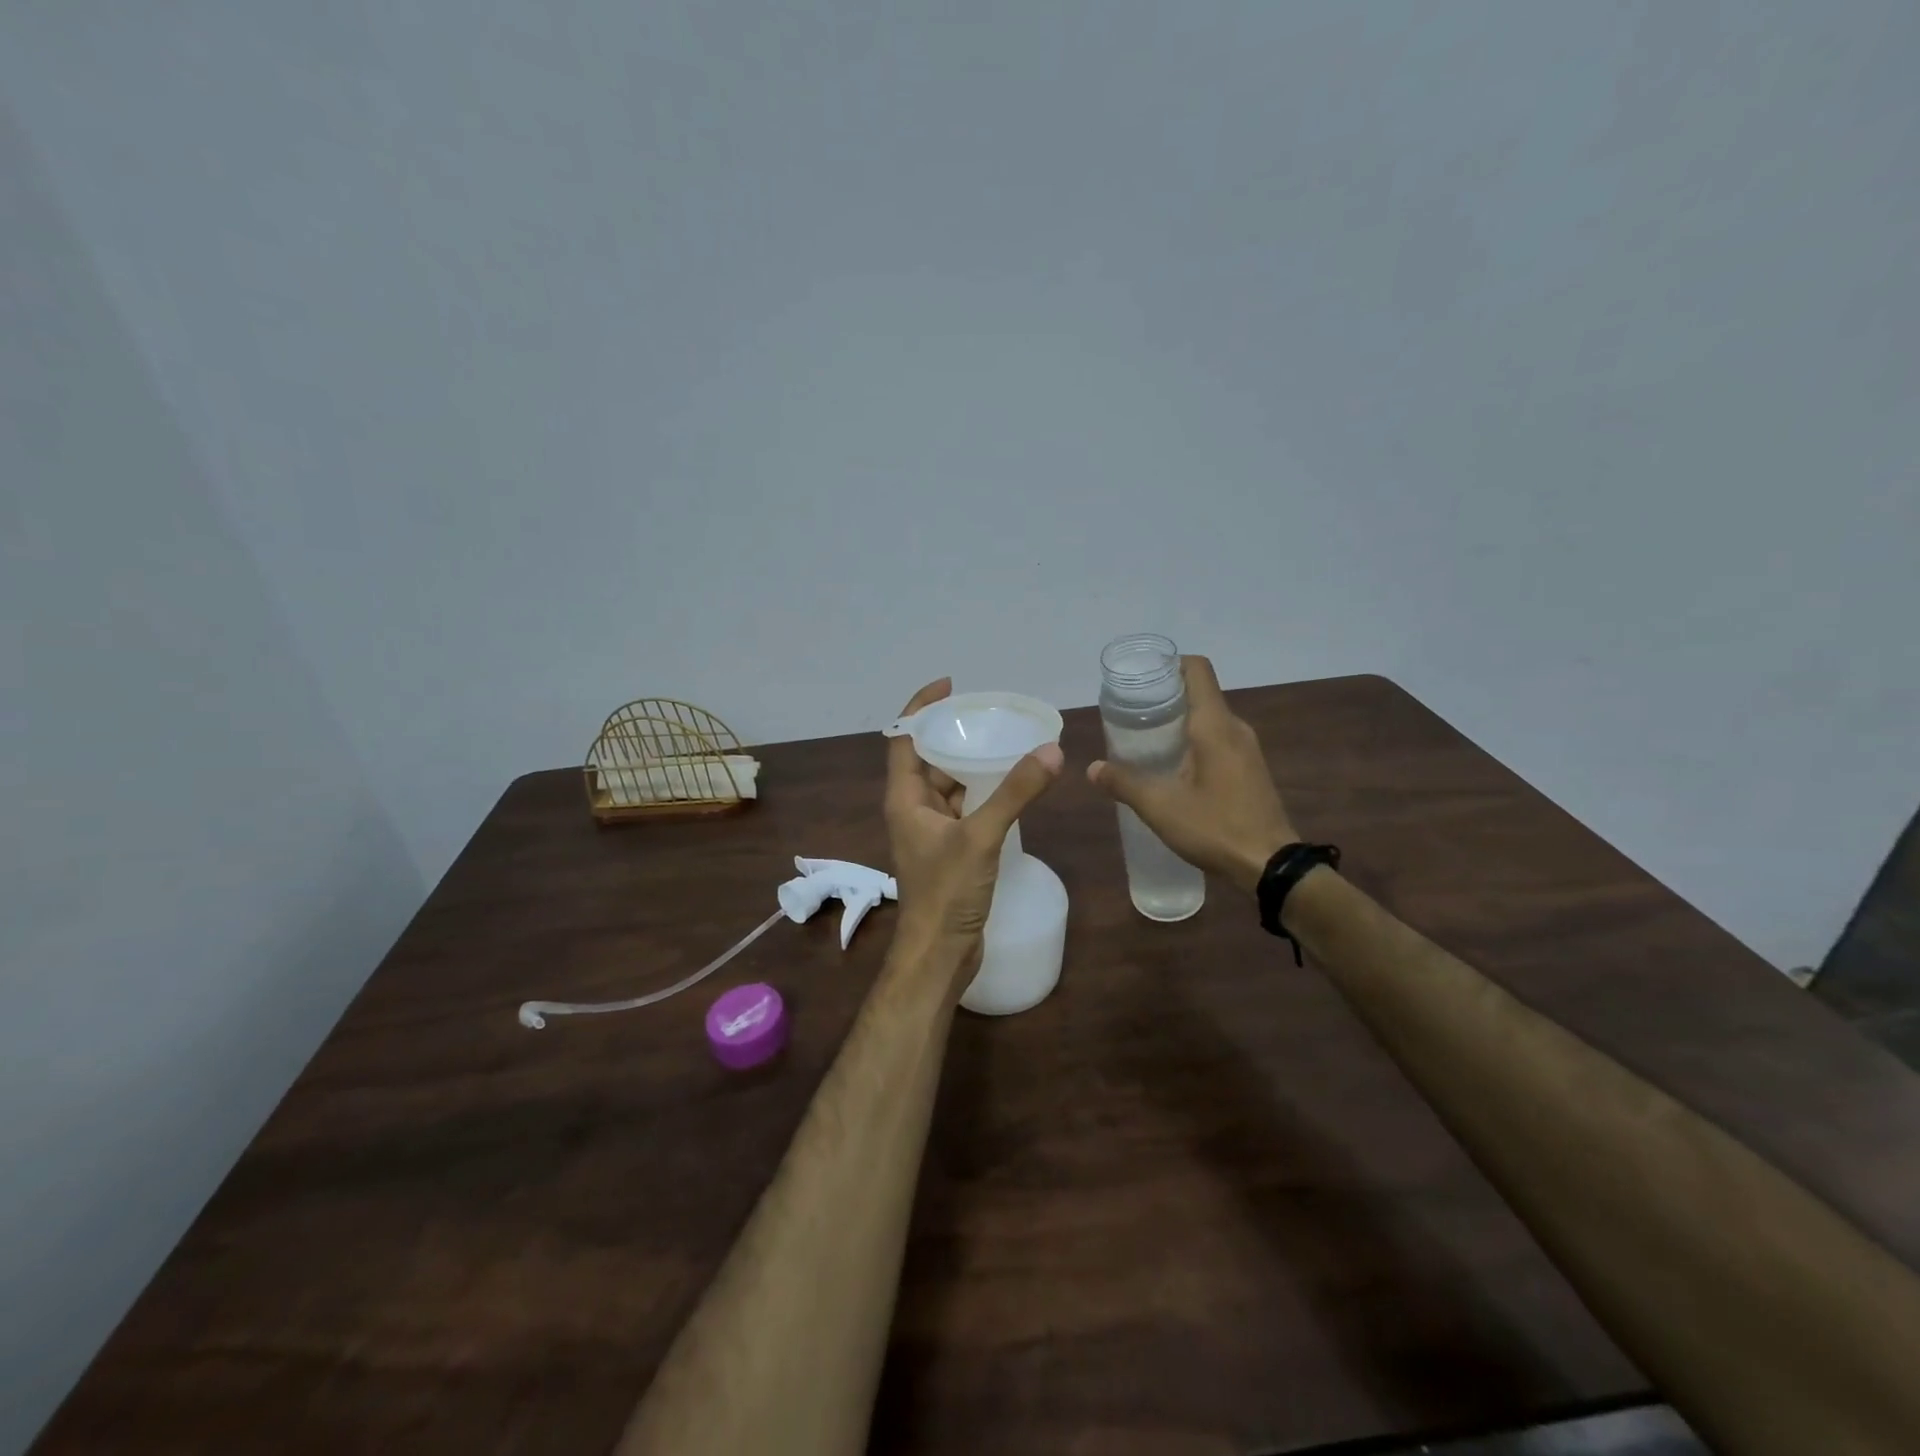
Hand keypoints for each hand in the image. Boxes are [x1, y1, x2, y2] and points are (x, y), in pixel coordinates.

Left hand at [884, 678, 1063, 981]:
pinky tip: (1010, 787)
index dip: (922, 707)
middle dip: (953, 733)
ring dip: (970, 765)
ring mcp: (930, 832)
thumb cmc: (946, 892)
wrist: (939, 955)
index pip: (904, 738)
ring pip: (948, 786)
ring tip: (1004, 741)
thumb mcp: (980, 837)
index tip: (950, 685)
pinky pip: (963, 809)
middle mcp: (912, 809)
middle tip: (989, 713)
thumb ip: (1014, 793)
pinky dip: (982, 794)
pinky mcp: (949, 851)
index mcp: (905, 798)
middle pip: (927, 759)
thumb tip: (1051, 750)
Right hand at [1086, 655, 1296, 893]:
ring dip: (1179, 722)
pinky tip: (1173, 767)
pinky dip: (1194, 741)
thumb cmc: (1216, 827)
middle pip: (1200, 693)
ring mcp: (1247, 749)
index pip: (1197, 670)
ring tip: (1145, 740)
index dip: (1169, 665)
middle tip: (1131, 713)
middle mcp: (1235, 728)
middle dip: (1165, 697)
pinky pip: (1219, 740)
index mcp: (1214, 725)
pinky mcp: (1250, 769)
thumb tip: (1093, 768)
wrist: (1272, 866)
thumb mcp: (1160, 807)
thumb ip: (1124, 783)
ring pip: (1209, 719)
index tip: (1141, 680)